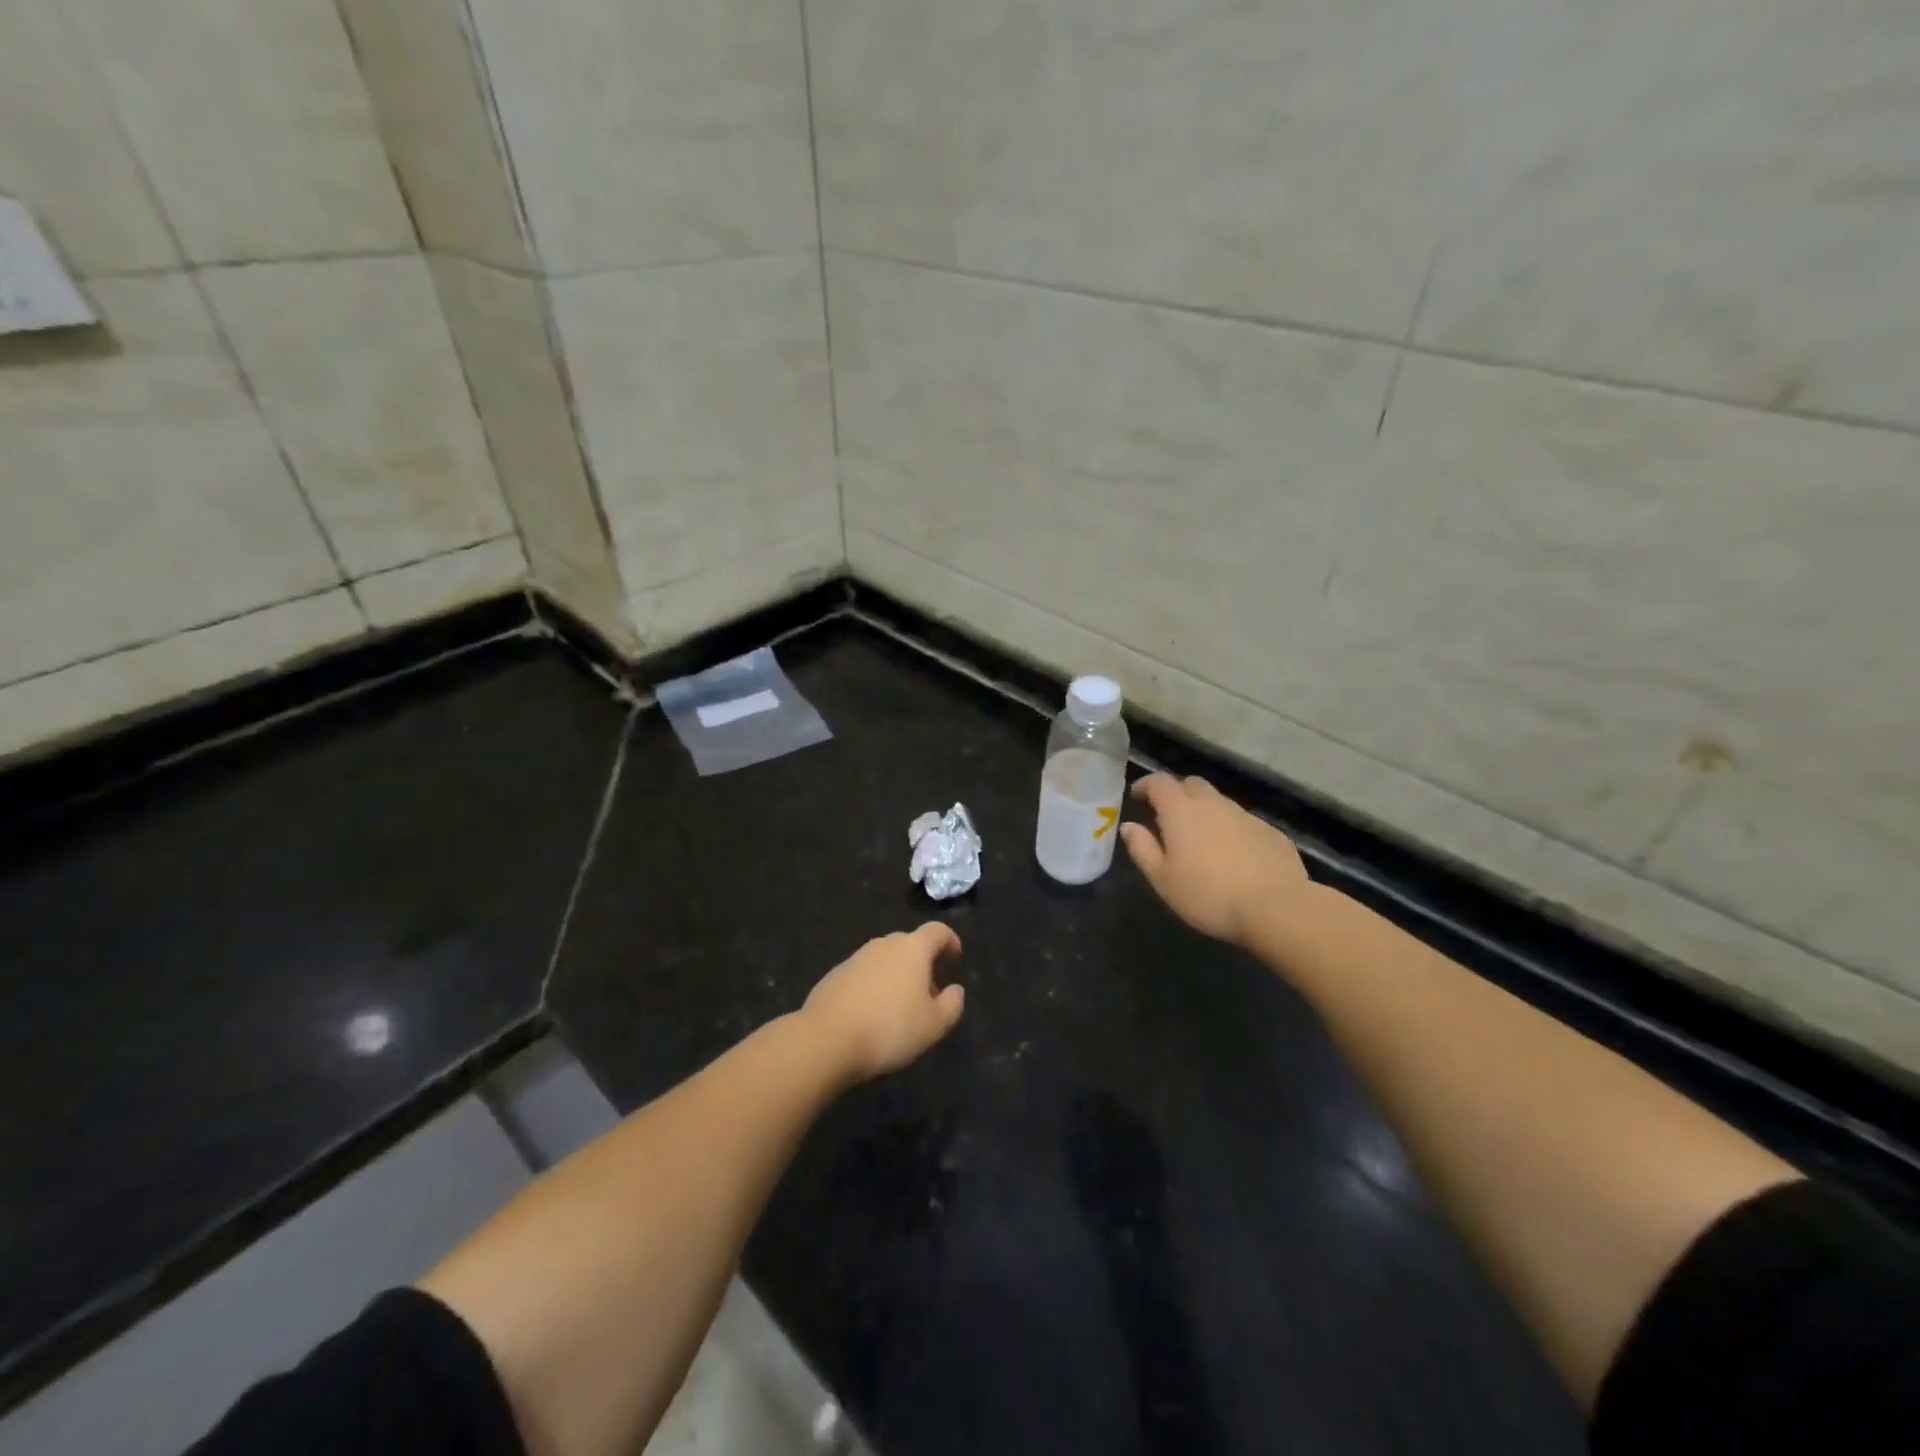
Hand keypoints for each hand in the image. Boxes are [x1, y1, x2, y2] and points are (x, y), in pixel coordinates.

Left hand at [803, 923, 965, 1082]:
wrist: (826, 1040)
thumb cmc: (890, 1028)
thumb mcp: (934, 1025)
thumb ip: (952, 1004)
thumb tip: (955, 990)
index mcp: (912, 949)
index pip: (937, 931)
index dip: (950, 941)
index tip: (955, 959)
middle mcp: (883, 945)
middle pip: (910, 943)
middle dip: (923, 962)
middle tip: (929, 991)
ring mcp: (856, 958)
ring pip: (885, 958)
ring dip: (897, 974)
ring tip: (900, 1006)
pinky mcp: (834, 975)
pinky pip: (864, 974)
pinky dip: (874, 985)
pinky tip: (872, 1013)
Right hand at [1120, 774, 1308, 945]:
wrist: (1275, 907)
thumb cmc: (1207, 894)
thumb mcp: (1162, 878)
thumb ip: (1142, 848)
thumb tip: (1128, 826)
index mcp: (1181, 811)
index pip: (1159, 783)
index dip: (1146, 785)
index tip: (1137, 796)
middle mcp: (1213, 804)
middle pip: (1191, 785)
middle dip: (1177, 793)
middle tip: (1168, 816)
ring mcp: (1245, 816)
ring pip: (1219, 803)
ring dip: (1205, 812)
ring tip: (1200, 840)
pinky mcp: (1270, 832)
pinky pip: (1242, 822)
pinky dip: (1230, 830)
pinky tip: (1233, 856)